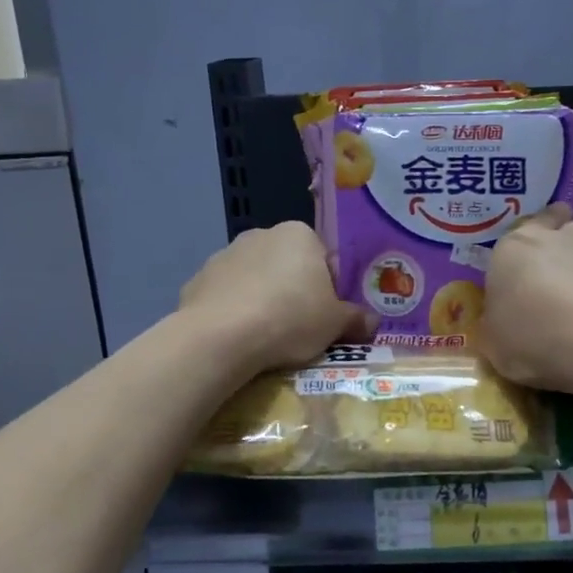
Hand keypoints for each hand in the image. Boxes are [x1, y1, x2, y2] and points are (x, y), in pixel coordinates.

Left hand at [180, 222, 372, 374]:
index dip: (330, 289)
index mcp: (299, 235)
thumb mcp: (335, 324)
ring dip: (263, 299)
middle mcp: (261, 234)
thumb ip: (356, 319)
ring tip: (268, 337)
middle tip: (301, 328)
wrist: (221, 337)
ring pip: (255, 279)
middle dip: (295, 291)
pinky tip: (239, 338)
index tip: (329, 316)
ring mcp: (225, 255)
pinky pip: (227, 296)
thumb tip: (373, 323)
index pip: (324, 259)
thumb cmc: (290, 318)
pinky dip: (234, 311)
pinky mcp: (198, 280)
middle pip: (288, 266)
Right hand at [479, 204, 572, 394]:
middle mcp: (552, 240)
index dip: (523, 241)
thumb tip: (503, 323)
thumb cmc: (529, 335)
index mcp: (512, 248)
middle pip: (561, 221)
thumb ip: (497, 323)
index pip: (518, 228)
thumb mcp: (494, 341)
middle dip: (560, 232)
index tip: (522, 259)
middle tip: (554, 259)